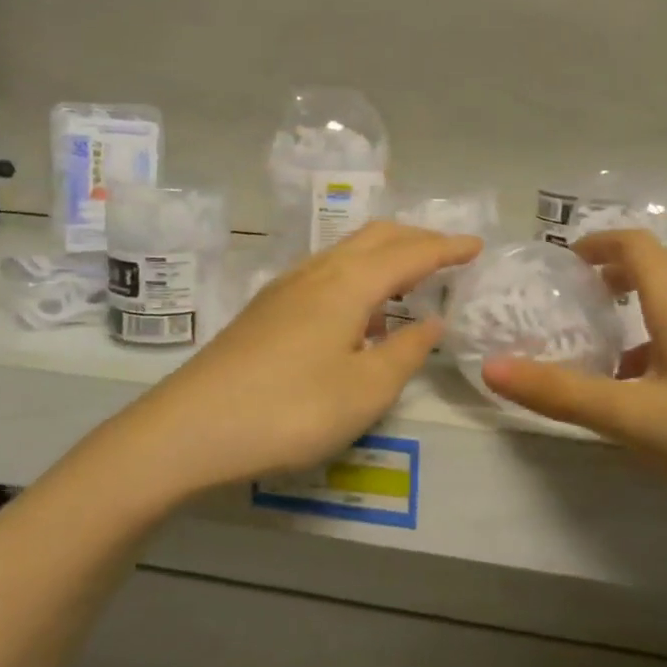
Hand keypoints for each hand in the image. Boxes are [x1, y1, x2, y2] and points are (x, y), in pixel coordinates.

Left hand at [118, 222, 482, 498]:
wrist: (189, 429)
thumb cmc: (289, 410)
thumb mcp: (364, 391)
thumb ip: (405, 352)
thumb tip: (431, 321)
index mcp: (347, 284)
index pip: (409, 253)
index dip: (447, 248)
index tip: (477, 245)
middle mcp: (317, 272)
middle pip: (375, 237)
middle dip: (416, 239)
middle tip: (449, 254)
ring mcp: (285, 288)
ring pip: (346, 251)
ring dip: (384, 253)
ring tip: (409, 276)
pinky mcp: (266, 309)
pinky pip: (326, 271)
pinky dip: (357, 272)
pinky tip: (357, 307)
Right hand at [482, 229, 666, 517]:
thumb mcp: (637, 417)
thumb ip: (562, 394)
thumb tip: (492, 369)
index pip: (633, 243)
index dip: (596, 243)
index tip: (568, 259)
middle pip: (661, 265)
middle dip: (619, 273)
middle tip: (586, 300)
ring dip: (649, 307)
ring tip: (620, 352)